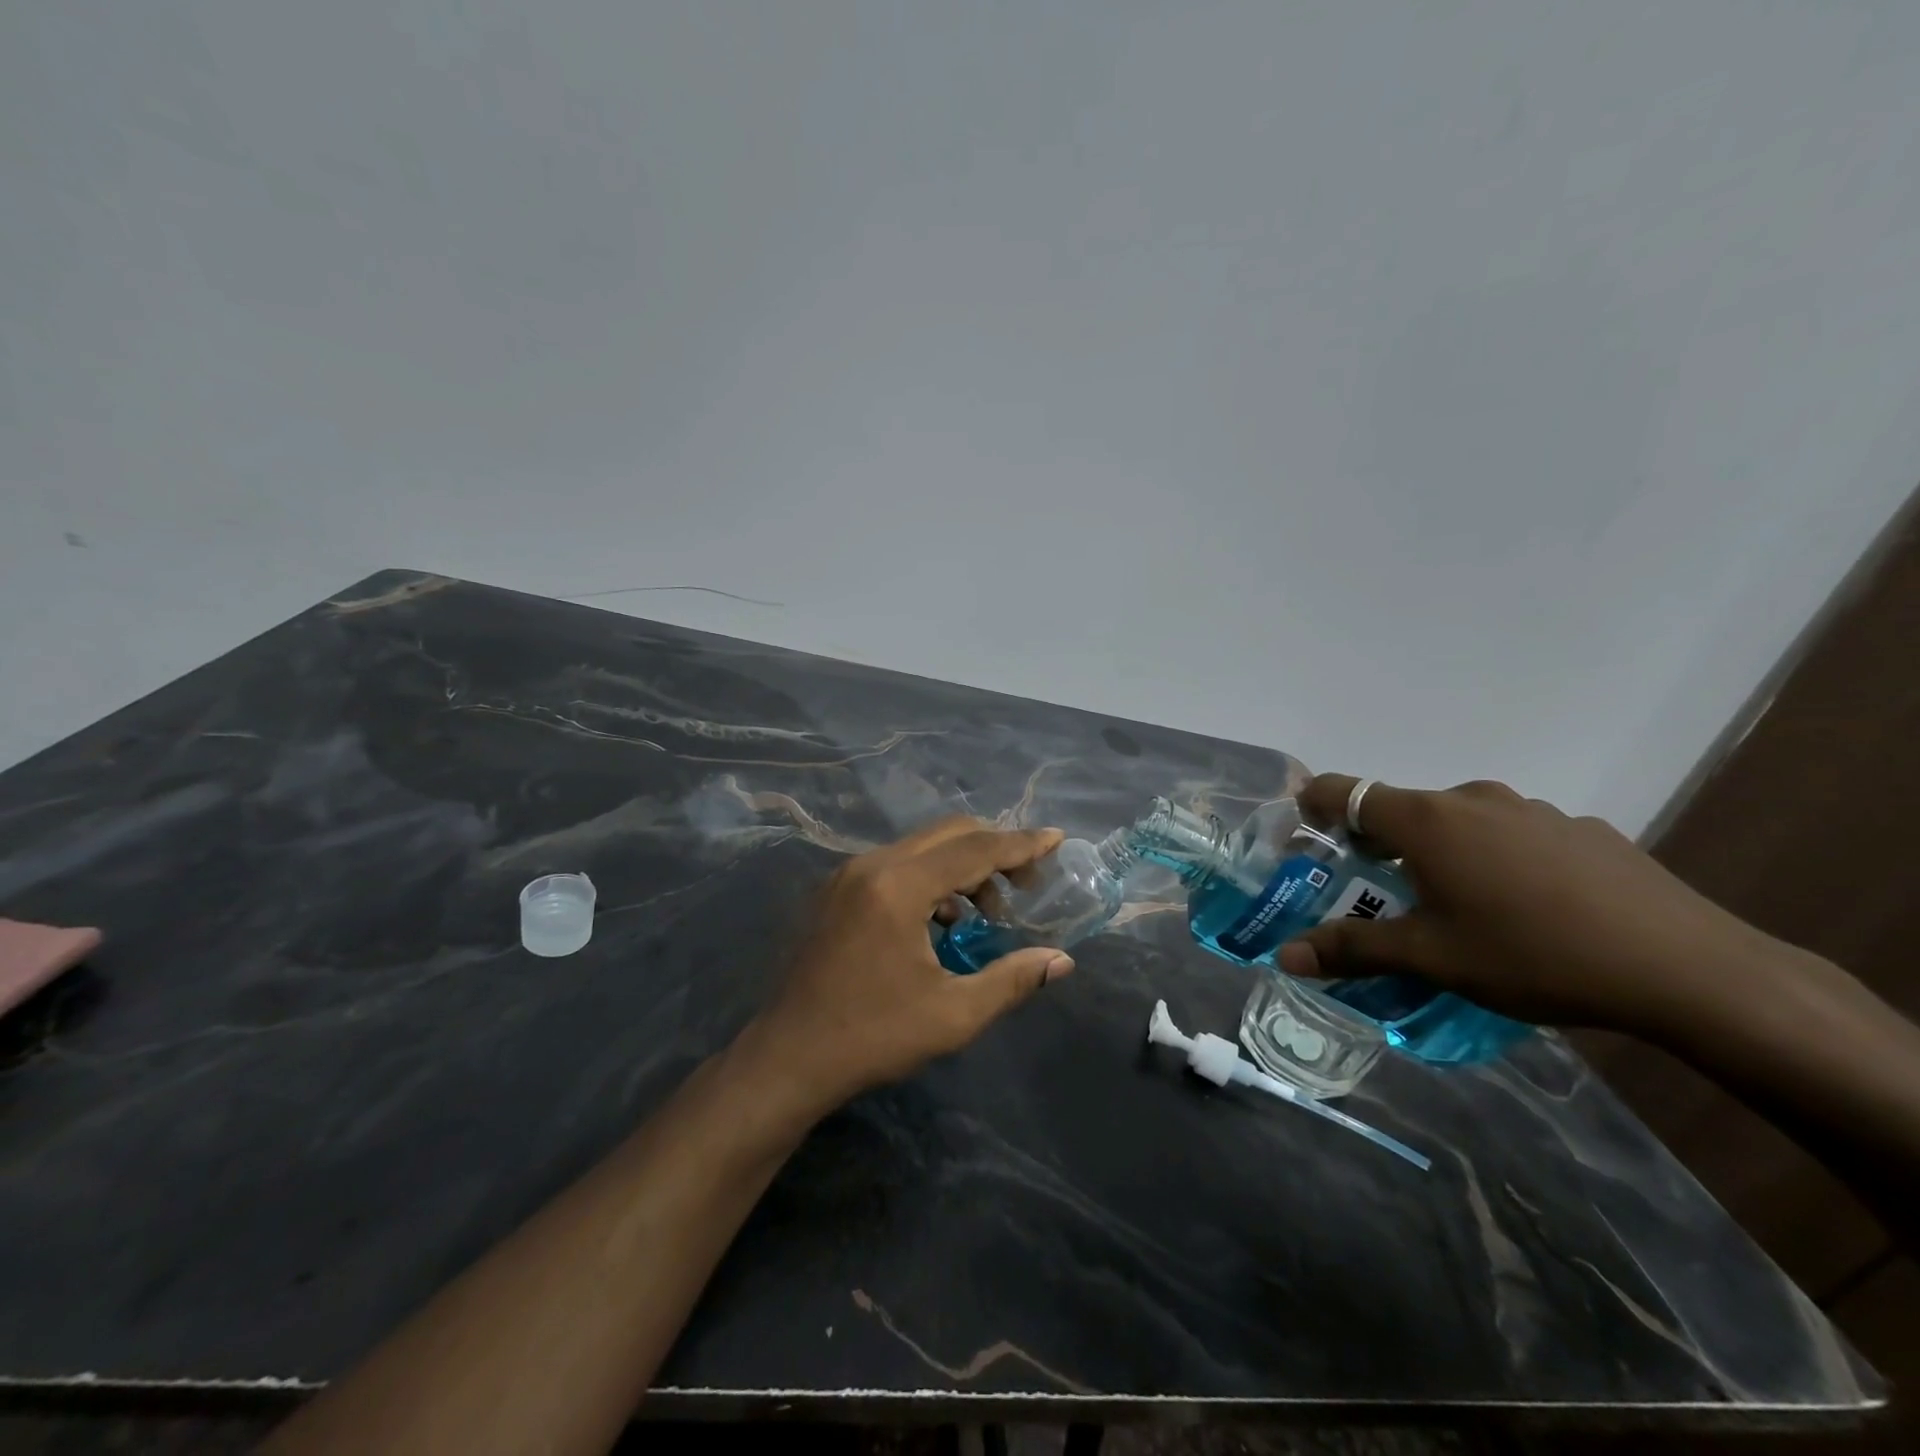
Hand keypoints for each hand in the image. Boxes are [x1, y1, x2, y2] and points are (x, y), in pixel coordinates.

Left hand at [738, 818, 1074, 1113]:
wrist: (788, 1057)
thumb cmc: (873, 1036)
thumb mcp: (953, 1014)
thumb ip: (1011, 980)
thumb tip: (1061, 961)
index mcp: (898, 887)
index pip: (974, 849)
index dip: (1021, 844)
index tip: (1057, 838)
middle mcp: (871, 865)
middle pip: (948, 834)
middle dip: (994, 850)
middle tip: (1027, 884)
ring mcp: (848, 874)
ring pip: (921, 847)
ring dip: (962, 866)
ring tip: (985, 914)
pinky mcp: (837, 890)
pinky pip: (897, 864)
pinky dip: (930, 878)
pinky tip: (942, 922)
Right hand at [1276, 774, 1812, 1038]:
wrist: (1687, 969)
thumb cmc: (1532, 955)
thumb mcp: (1431, 959)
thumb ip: (1352, 950)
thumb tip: (1284, 956)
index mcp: (1424, 820)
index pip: (1343, 791)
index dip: (1313, 806)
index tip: (1306, 837)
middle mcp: (1471, 798)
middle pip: (1401, 810)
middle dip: (1379, 846)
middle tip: (1381, 894)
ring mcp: (1531, 809)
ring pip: (1460, 822)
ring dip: (1441, 852)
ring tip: (1459, 907)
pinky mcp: (1581, 828)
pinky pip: (1514, 834)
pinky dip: (1498, 859)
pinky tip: (1530, 909)